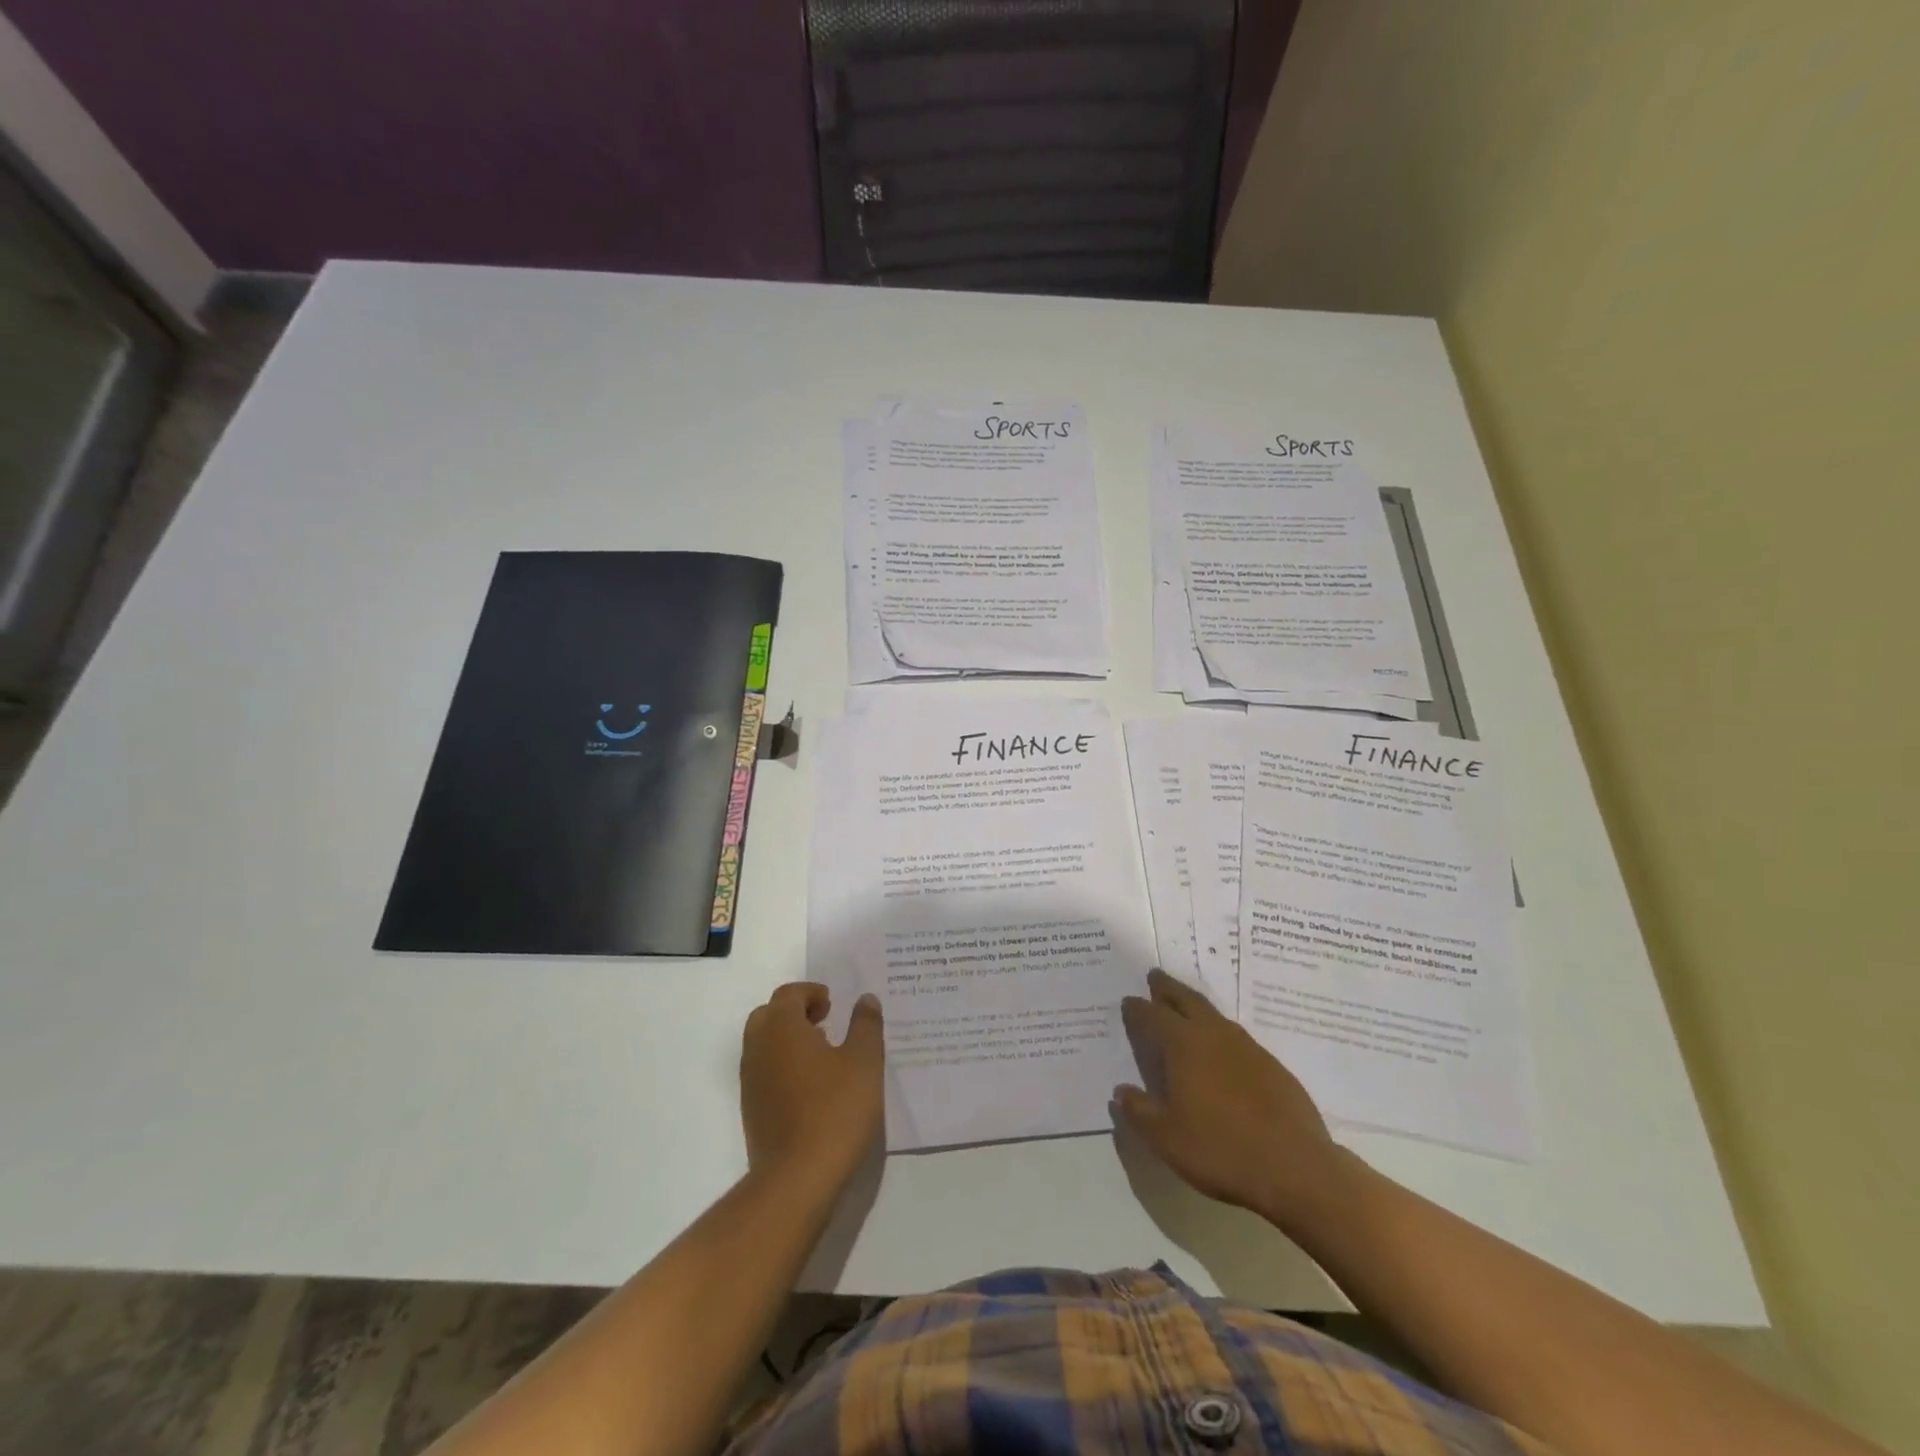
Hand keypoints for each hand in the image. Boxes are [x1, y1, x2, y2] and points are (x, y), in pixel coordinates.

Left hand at [740, 983, 883, 1186]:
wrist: (797, 1179)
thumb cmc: (835, 1110)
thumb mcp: (864, 1062)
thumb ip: (865, 1025)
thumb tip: (865, 999)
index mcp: (782, 1027)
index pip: (789, 994)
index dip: (811, 993)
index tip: (834, 1005)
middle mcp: (758, 1047)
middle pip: (769, 1015)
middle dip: (795, 1013)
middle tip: (825, 1023)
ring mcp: (750, 1081)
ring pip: (763, 1044)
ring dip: (788, 1040)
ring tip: (822, 1055)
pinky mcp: (750, 1110)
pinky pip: (763, 1072)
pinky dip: (782, 1066)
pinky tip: (811, 1087)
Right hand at [1114, 969, 1352, 1236]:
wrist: (1296, 1169)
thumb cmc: (1221, 1150)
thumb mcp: (1166, 1138)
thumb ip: (1139, 1112)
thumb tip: (1122, 1092)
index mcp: (1184, 1045)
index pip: (1153, 1016)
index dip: (1138, 1008)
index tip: (1128, 1001)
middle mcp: (1214, 1035)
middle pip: (1187, 1000)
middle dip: (1168, 988)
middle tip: (1156, 976)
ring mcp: (1248, 1048)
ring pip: (1214, 1015)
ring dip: (1195, 1006)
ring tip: (1186, 1007)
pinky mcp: (1273, 1067)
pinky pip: (1238, 1038)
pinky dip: (1221, 1033)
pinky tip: (1222, 1050)